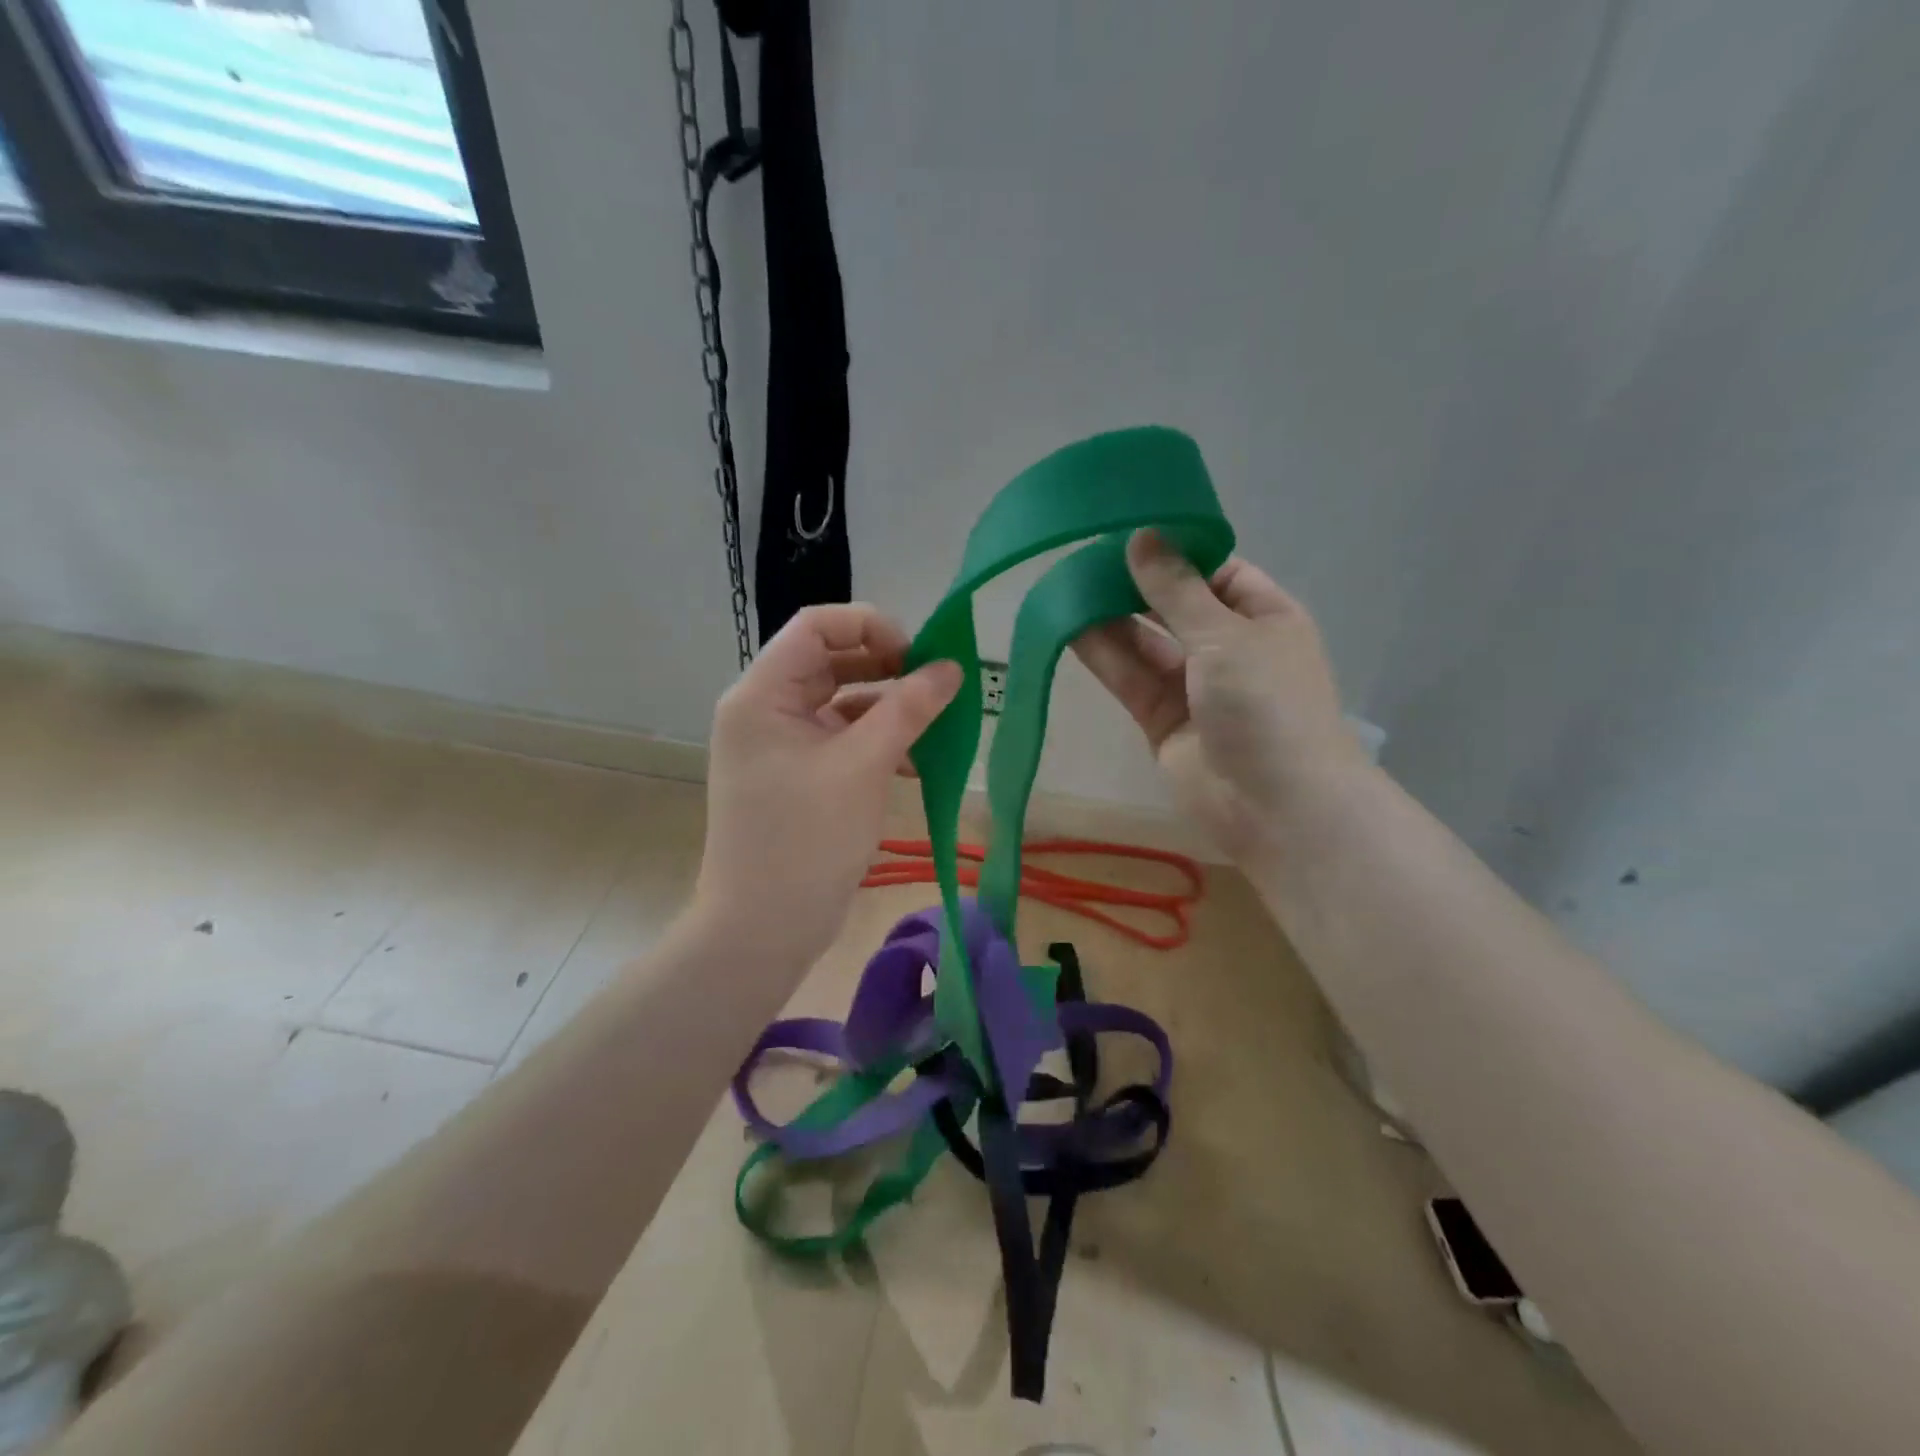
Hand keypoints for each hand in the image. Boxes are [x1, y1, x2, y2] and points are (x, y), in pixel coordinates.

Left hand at [693, 604, 961, 970]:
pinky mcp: (798, 776)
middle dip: (885, 666)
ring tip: (936, 722)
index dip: (869, 626)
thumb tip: (951, 668)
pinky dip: (878, 742)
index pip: (815, 627)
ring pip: (841, 703)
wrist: (763, 928)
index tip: (917, 653)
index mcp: (762, 695)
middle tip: (934, 682)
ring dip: (888, 707)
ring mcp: (781, 745)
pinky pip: (841, 740)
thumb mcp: (863, 766)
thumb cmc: (806, 839)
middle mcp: (765, 710)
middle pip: (830, 661)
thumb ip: (908, 710)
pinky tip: (918, 760)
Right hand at [1073, 531, 1366, 864]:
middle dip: (1134, 584)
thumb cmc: (1267, 704)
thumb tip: (1141, 536)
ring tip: (1065, 585)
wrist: (1276, 806)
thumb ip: (1176, 588)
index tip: (1127, 529)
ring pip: (1145, 643)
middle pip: (1173, 606)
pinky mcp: (1161, 720)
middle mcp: (1228, 648)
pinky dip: (1103, 655)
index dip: (1174, 551)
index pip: (1216, 571)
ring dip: (1110, 617)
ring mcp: (1193, 687)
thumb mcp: (1226, 634)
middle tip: (1082, 556)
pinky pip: (1130, 678)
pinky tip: (1068, 627)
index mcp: (1264, 617)